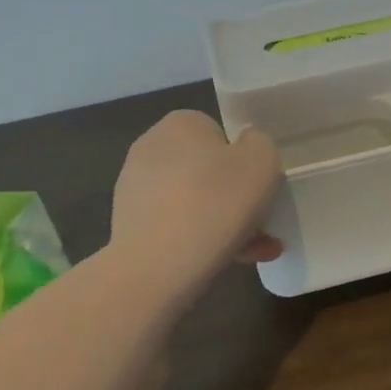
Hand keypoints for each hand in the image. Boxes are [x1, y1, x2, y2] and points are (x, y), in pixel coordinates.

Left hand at [110, 111, 283, 285]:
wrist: (157, 266)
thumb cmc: (215, 202)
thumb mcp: (262, 161)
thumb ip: (260, 144)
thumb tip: (245, 147)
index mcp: (181, 123)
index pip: (219, 134)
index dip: (243, 161)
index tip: (257, 188)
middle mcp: (151, 147)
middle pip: (207, 170)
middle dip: (235, 197)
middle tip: (260, 224)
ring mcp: (135, 188)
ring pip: (194, 202)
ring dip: (223, 222)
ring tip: (254, 252)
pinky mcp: (128, 225)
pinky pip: (175, 226)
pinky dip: (200, 240)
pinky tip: (227, 262)